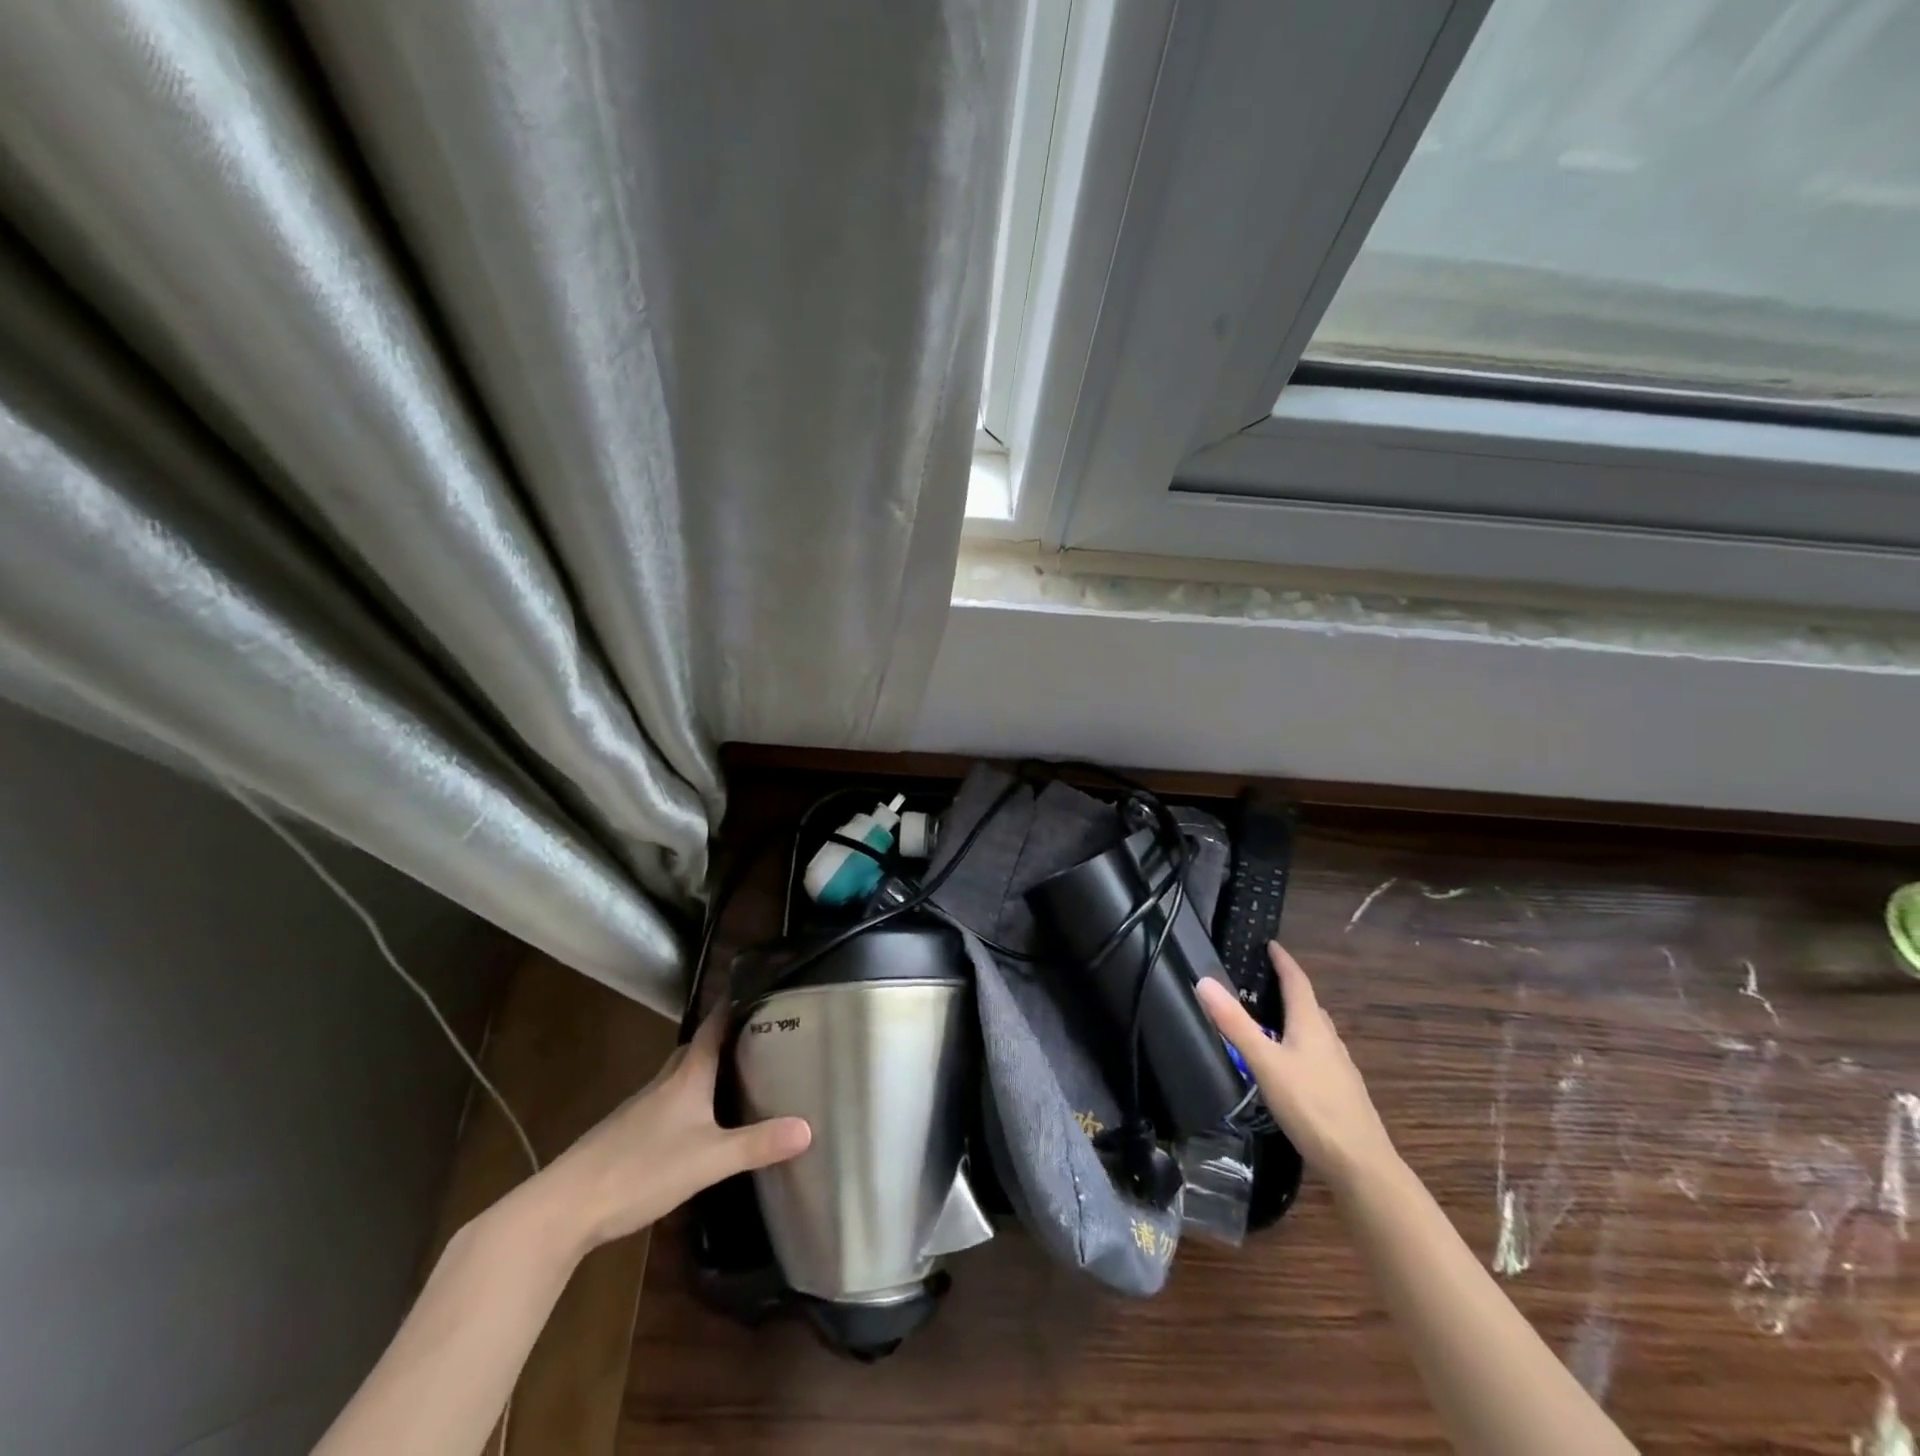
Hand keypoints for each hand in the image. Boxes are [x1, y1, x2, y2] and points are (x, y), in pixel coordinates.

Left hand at [533, 1011, 811, 1251]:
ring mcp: (643, 1105)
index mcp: (687, 1074)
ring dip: (708, 1068)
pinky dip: (691, 1097)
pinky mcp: (629, 1130)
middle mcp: (665, 1080)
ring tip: (740, 1073)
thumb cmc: (641, 1170)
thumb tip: (808, 1128)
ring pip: (683, 1074)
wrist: (566, 1207)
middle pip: (699, 1047)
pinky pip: (670, 1099)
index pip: (714, 1024)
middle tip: (762, 1035)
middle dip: (728, 1038)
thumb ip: (757, 1145)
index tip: (762, 989)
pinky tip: (700, 1121)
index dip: (736, 1004)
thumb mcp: (708, 1161)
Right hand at [1197, 942, 1394, 1191]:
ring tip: (1273, 1019)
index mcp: (1311, 1025)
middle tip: (1264, 980)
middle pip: (1309, 1005)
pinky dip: (1302, 1046)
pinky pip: (1319, 1055)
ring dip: (1297, 1018)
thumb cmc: (1311, 1106)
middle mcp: (1329, 1040)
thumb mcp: (1264, 1063)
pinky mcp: (1342, 1092)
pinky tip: (1292, 1065)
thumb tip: (1204, 980)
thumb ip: (1235, 1024)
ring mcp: (1339, 1067)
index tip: (1271, 944)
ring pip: (1316, 1032)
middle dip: (1289, 989)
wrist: (1361, 1164)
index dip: (1283, 961)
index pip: (1297, 982)